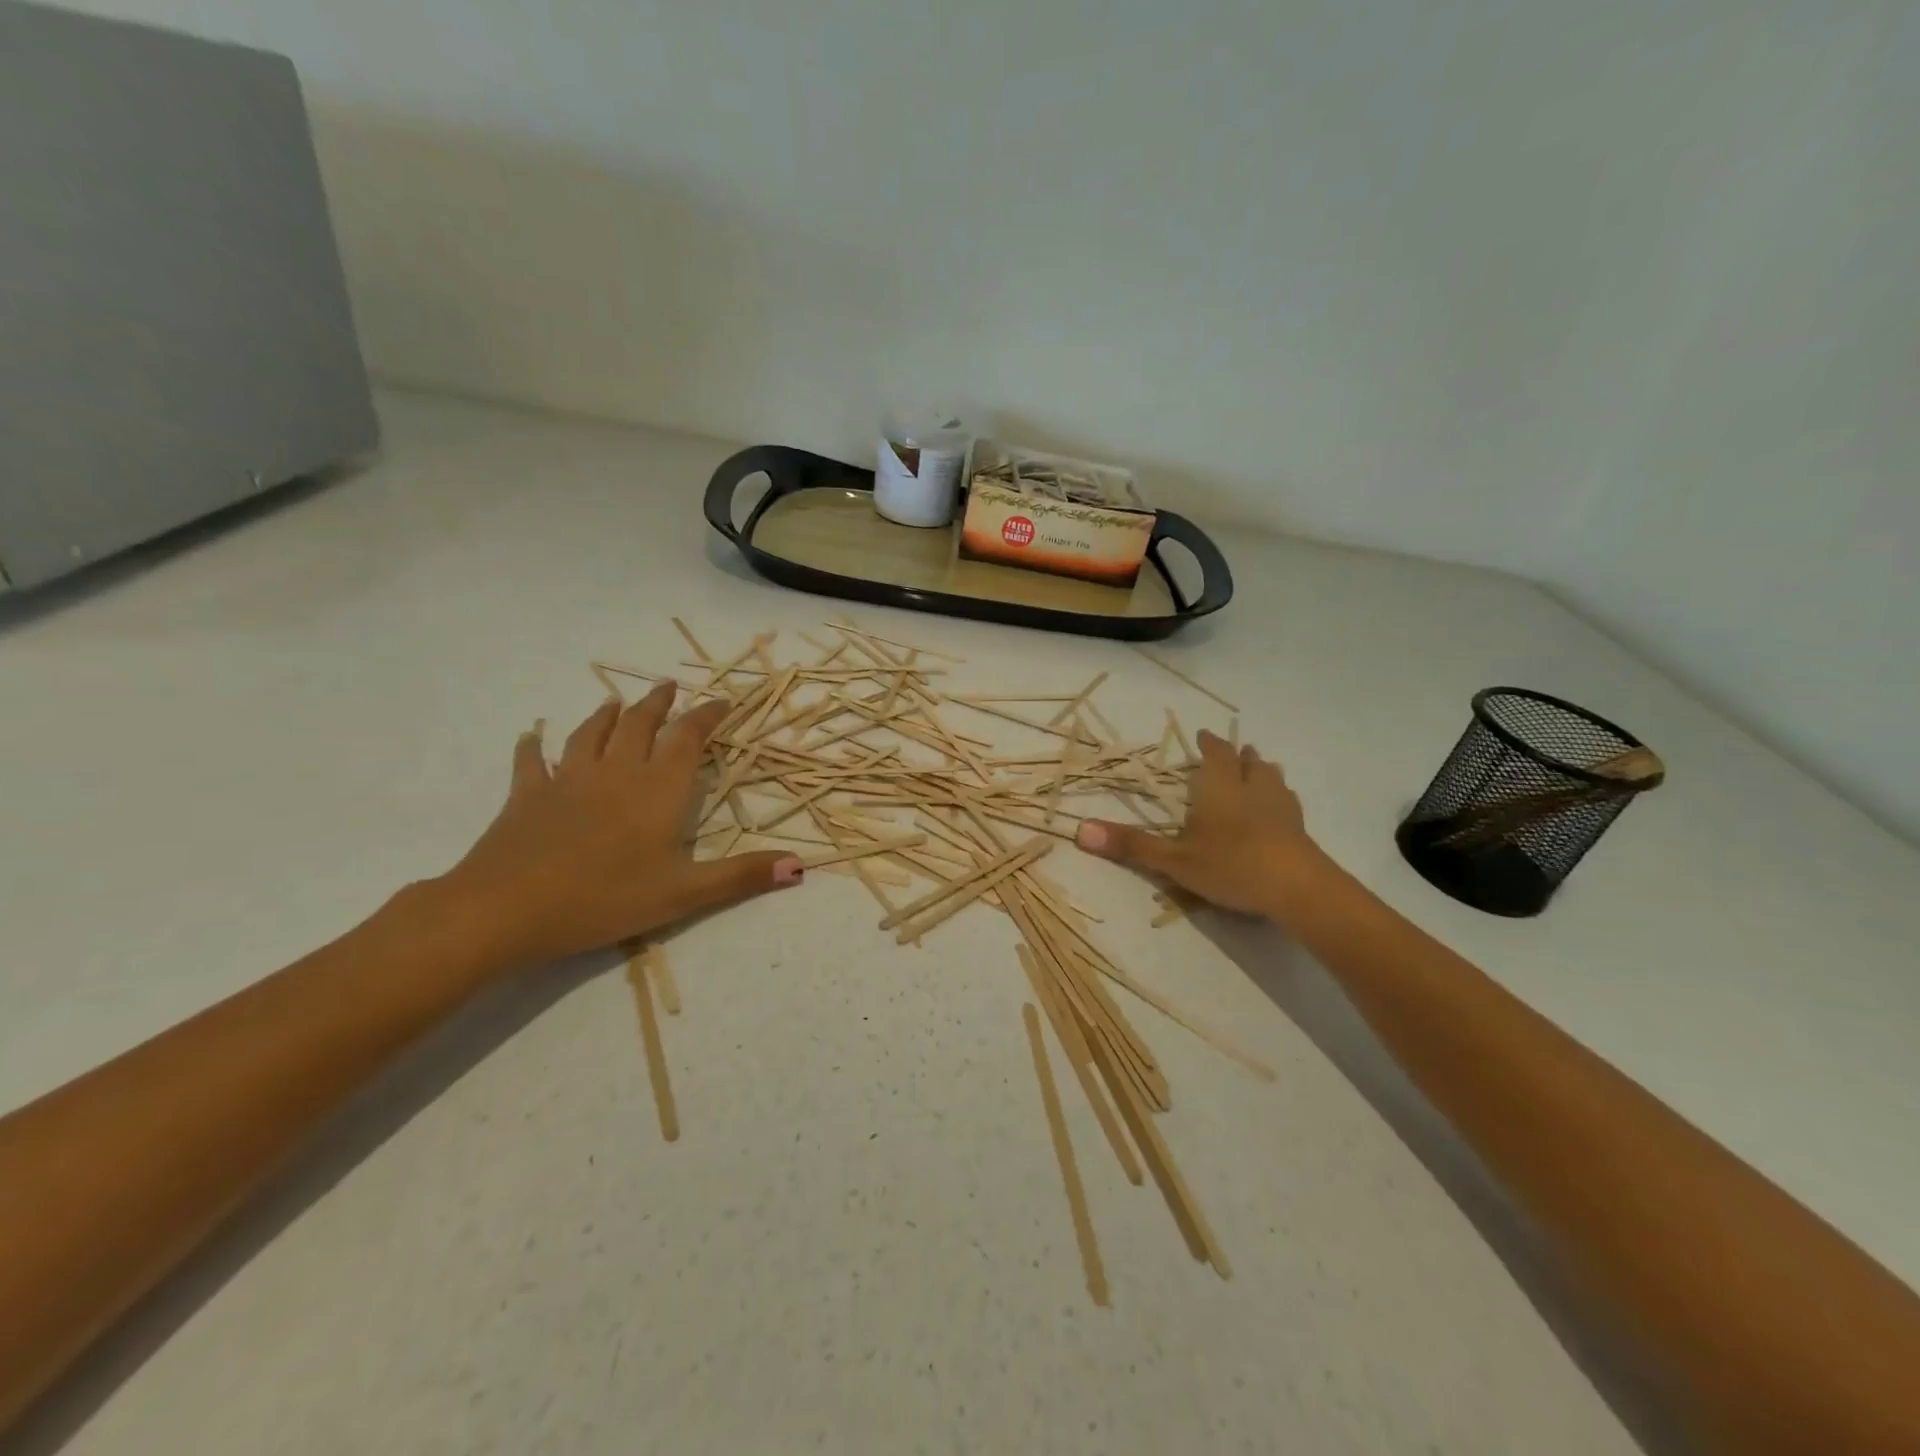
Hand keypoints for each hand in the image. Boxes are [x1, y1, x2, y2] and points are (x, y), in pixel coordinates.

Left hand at [439, 683, 802, 969]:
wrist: (506, 909)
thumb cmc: (605, 898)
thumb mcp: (685, 894)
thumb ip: (742, 876)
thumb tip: (801, 866)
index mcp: (658, 789)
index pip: (688, 738)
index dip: (707, 716)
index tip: (723, 701)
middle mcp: (616, 772)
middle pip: (640, 725)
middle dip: (658, 704)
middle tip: (668, 687)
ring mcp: (567, 780)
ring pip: (590, 734)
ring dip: (606, 715)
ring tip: (616, 702)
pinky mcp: (526, 797)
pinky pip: (531, 762)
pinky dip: (534, 746)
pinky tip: (532, 737)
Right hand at [1076, 730, 1324, 916]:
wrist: (1297, 888)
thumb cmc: (1230, 864)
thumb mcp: (1173, 859)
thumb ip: (1131, 845)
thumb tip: (1078, 830)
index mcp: (1220, 787)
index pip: (1216, 753)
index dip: (1209, 743)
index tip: (1204, 735)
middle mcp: (1252, 788)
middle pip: (1249, 762)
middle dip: (1239, 755)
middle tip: (1233, 753)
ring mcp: (1282, 807)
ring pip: (1273, 778)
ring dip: (1263, 772)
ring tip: (1258, 773)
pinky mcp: (1301, 829)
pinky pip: (1289, 803)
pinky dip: (1279, 800)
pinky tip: (1278, 813)